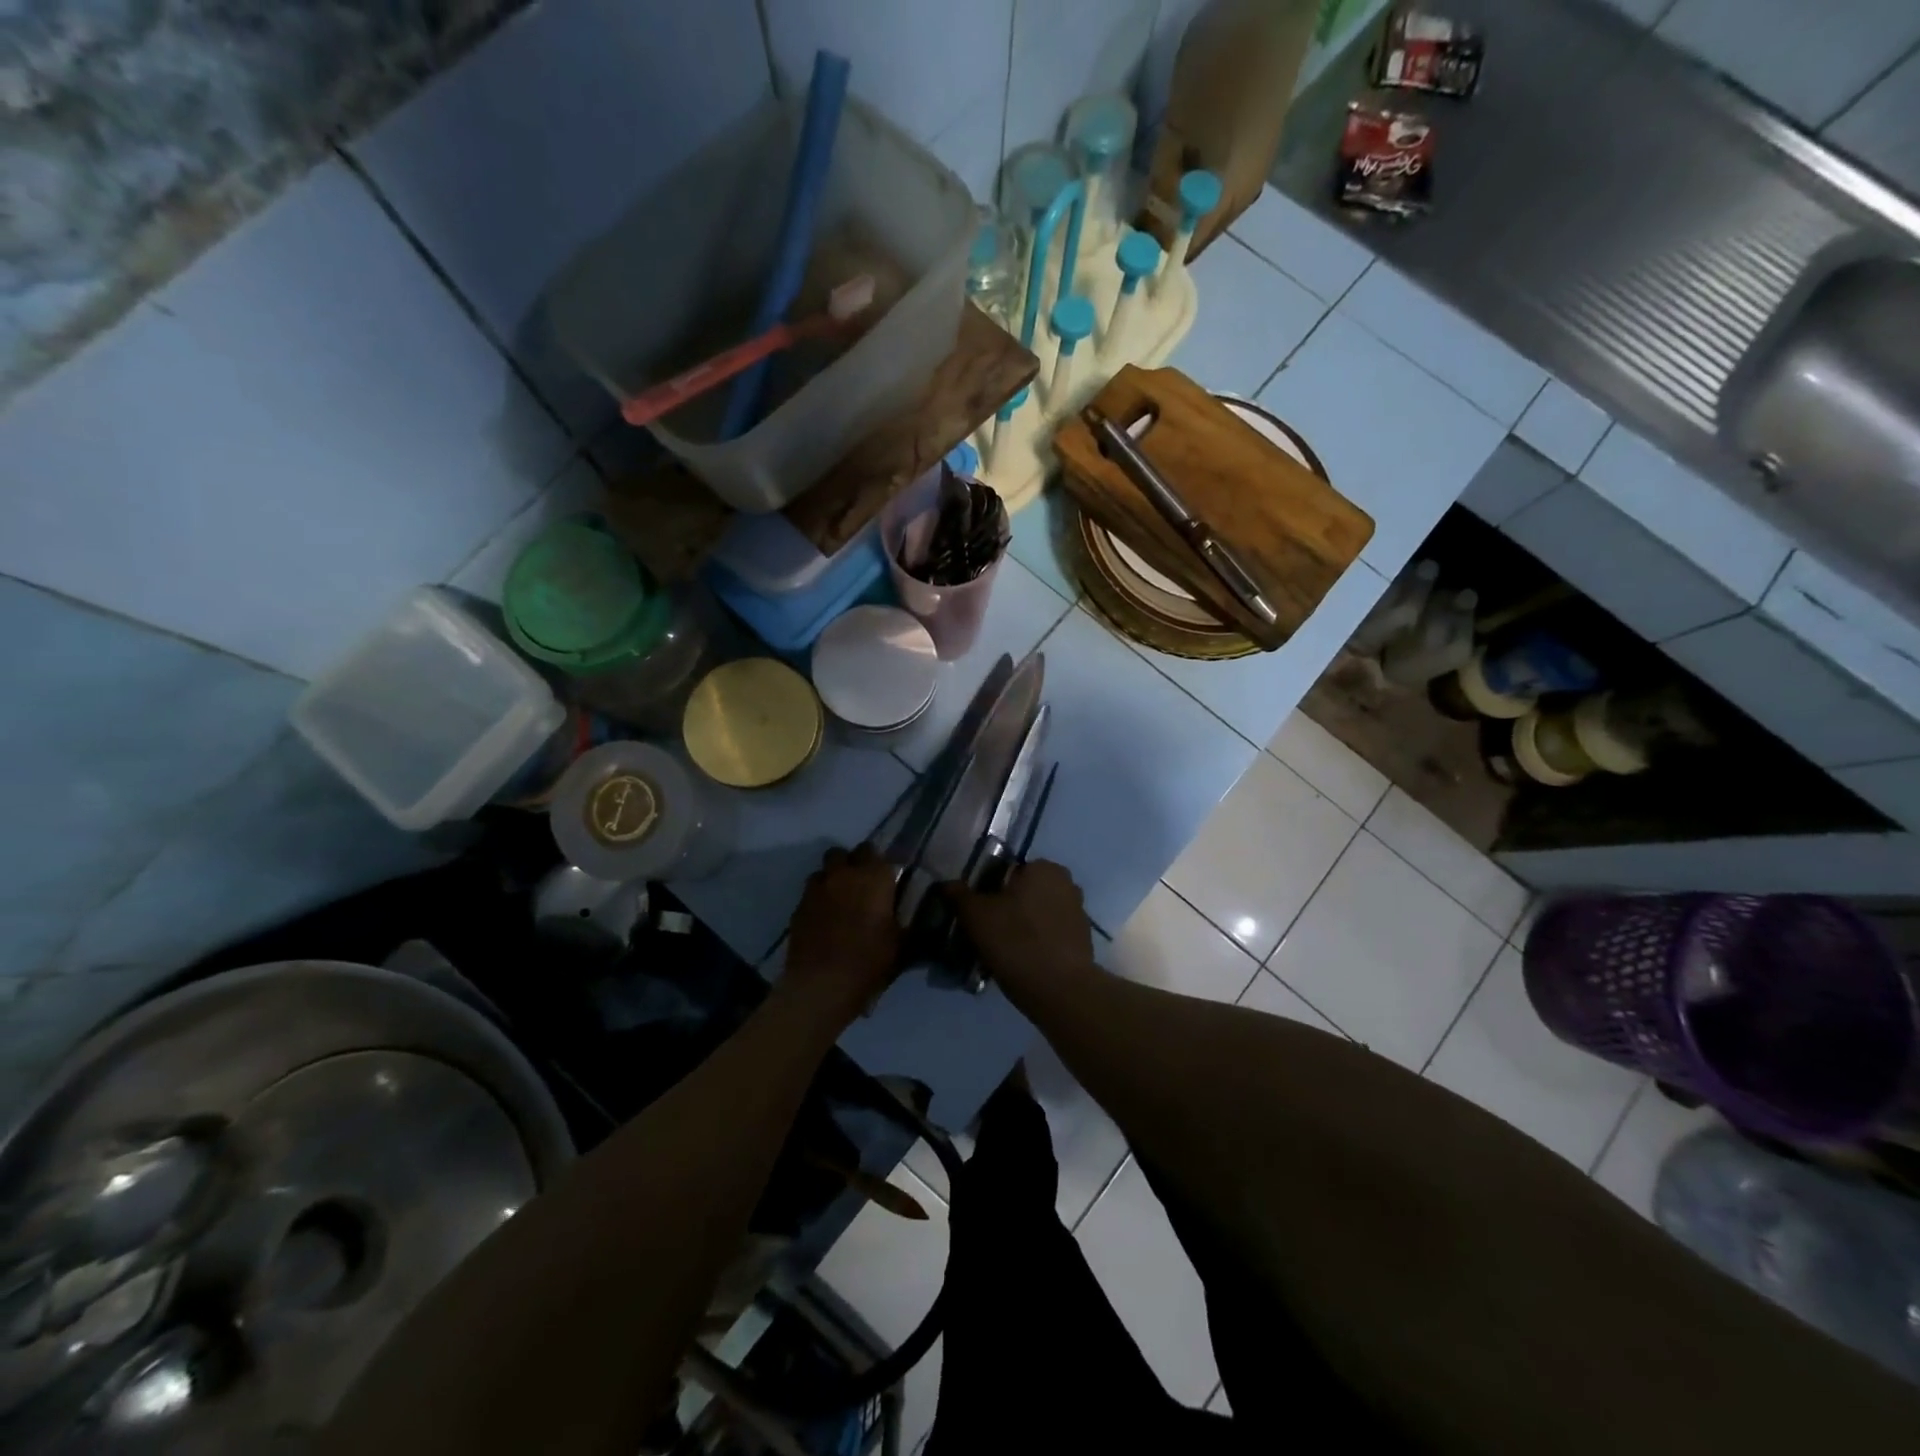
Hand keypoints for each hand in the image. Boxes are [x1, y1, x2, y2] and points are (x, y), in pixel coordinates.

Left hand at [782, 844, 899, 1025]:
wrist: (823, 984)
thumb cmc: (870, 961)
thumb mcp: (901, 943)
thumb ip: (905, 921)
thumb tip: (910, 915)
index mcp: (874, 877)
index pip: (874, 852)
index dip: (877, 863)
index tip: (882, 879)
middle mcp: (844, 874)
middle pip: (843, 854)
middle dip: (851, 863)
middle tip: (860, 885)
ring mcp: (817, 889)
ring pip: (823, 871)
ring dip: (831, 879)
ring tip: (838, 900)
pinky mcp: (798, 907)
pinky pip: (809, 893)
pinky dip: (817, 900)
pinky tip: (823, 919)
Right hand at [945, 860, 1096, 988]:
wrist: (1060, 990)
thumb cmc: (1016, 941)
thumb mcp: (976, 916)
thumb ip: (958, 895)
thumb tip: (945, 884)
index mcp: (1044, 868)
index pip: (1009, 870)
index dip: (989, 889)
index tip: (978, 911)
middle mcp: (1066, 883)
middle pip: (1025, 892)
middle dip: (1007, 907)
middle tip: (986, 931)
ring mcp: (1078, 912)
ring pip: (1038, 914)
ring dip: (1023, 926)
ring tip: (1001, 950)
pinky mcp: (1083, 940)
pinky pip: (1050, 935)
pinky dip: (1037, 943)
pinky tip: (1022, 961)